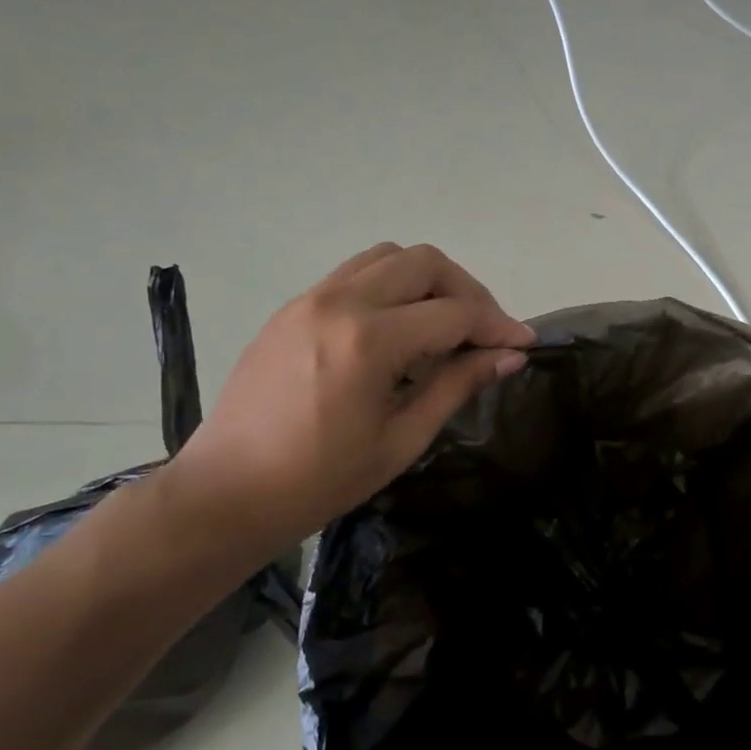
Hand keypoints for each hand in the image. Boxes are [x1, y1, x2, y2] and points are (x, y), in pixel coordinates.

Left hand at [164, 243, 532, 566]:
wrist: (227, 492)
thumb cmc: (320, 479)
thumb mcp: (402, 438)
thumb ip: (458, 385)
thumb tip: (509, 357)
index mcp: (369, 341)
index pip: (454, 313)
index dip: (497, 326)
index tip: (523, 343)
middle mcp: (340, 302)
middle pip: (425, 263)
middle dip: (468, 291)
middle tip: (484, 332)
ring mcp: (311, 298)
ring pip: (389, 257)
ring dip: (428, 280)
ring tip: (444, 323)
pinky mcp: (294, 306)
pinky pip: (356, 273)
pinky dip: (391, 286)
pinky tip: (399, 327)